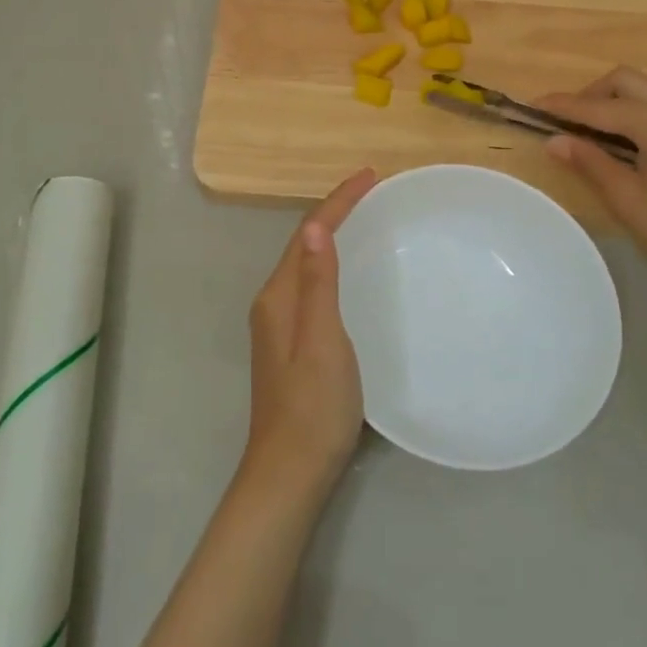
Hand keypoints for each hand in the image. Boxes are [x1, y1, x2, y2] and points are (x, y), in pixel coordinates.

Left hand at [241, 169, 377, 498]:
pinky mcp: (292, 344)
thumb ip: (317, 283)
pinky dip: (332, 265)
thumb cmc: (313, 405)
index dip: (337, 202)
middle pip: (304, 244)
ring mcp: (280, 325)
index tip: (369, 175)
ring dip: (332, 236)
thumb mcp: (321, 339)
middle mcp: (273, 303)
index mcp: (278, 296)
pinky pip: (313, 286)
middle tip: (372, 192)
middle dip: (335, 212)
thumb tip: (314, 226)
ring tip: (365, 219)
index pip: (307, 233)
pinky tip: (351, 273)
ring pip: (307, 265)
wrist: (291, 471)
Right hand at [538, 67, 646, 292]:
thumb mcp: (625, 197)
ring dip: (611, 100)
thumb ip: (589, 162)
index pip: (598, 107)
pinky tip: (620, 138)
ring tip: (588, 130)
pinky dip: (632, 109)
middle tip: (566, 121)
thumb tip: (553, 140)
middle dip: (589, 94)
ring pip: (642, 88)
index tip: (532, 106)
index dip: (563, 106)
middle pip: (623, 80)